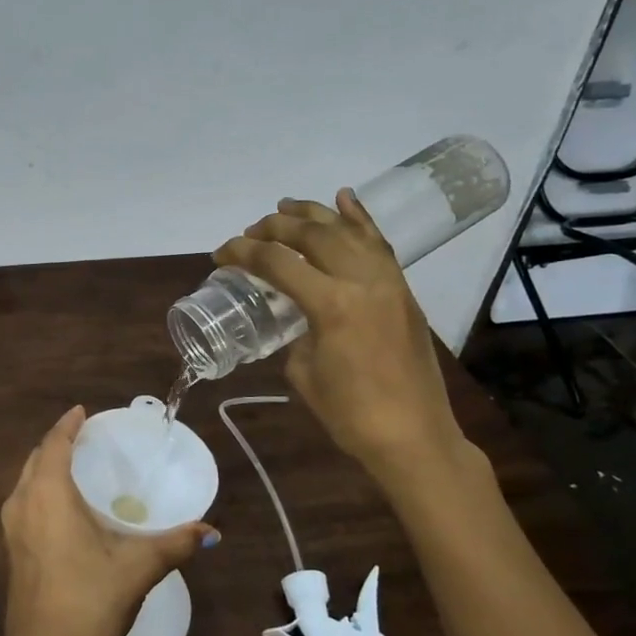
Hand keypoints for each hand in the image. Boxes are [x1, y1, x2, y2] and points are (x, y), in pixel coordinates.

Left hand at [0, 407, 217, 635]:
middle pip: (37, 458)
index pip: (54, 443)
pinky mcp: (12, 552)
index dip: (68, 424)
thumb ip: (175, 544)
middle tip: (86, 438)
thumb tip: (210, 530)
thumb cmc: (88, 600)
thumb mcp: (138, 568)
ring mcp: (12, 529)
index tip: (83, 411)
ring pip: (27, 482)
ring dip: (47, 467)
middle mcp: (23, 503)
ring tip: (76, 467)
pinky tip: (64, 508)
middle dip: (58, 443)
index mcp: (48, 494)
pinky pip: (25, 503)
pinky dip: (42, 490)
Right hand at [213, 188, 474, 490]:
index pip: (278, 262)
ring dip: (312, 214)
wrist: (415, 437)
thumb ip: (296, 331)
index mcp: (332, 304)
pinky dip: (359, 218)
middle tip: (250, 233)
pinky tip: (343, 198)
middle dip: (274, 228)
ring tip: (285, 207)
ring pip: (347, 230)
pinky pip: (378, 243)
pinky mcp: (402, 289)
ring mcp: (388, 281)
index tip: (220, 254)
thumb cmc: (351, 415)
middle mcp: (362, 280)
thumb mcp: (303, 372)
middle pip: (311, 235)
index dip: (242, 252)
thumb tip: (297, 314)